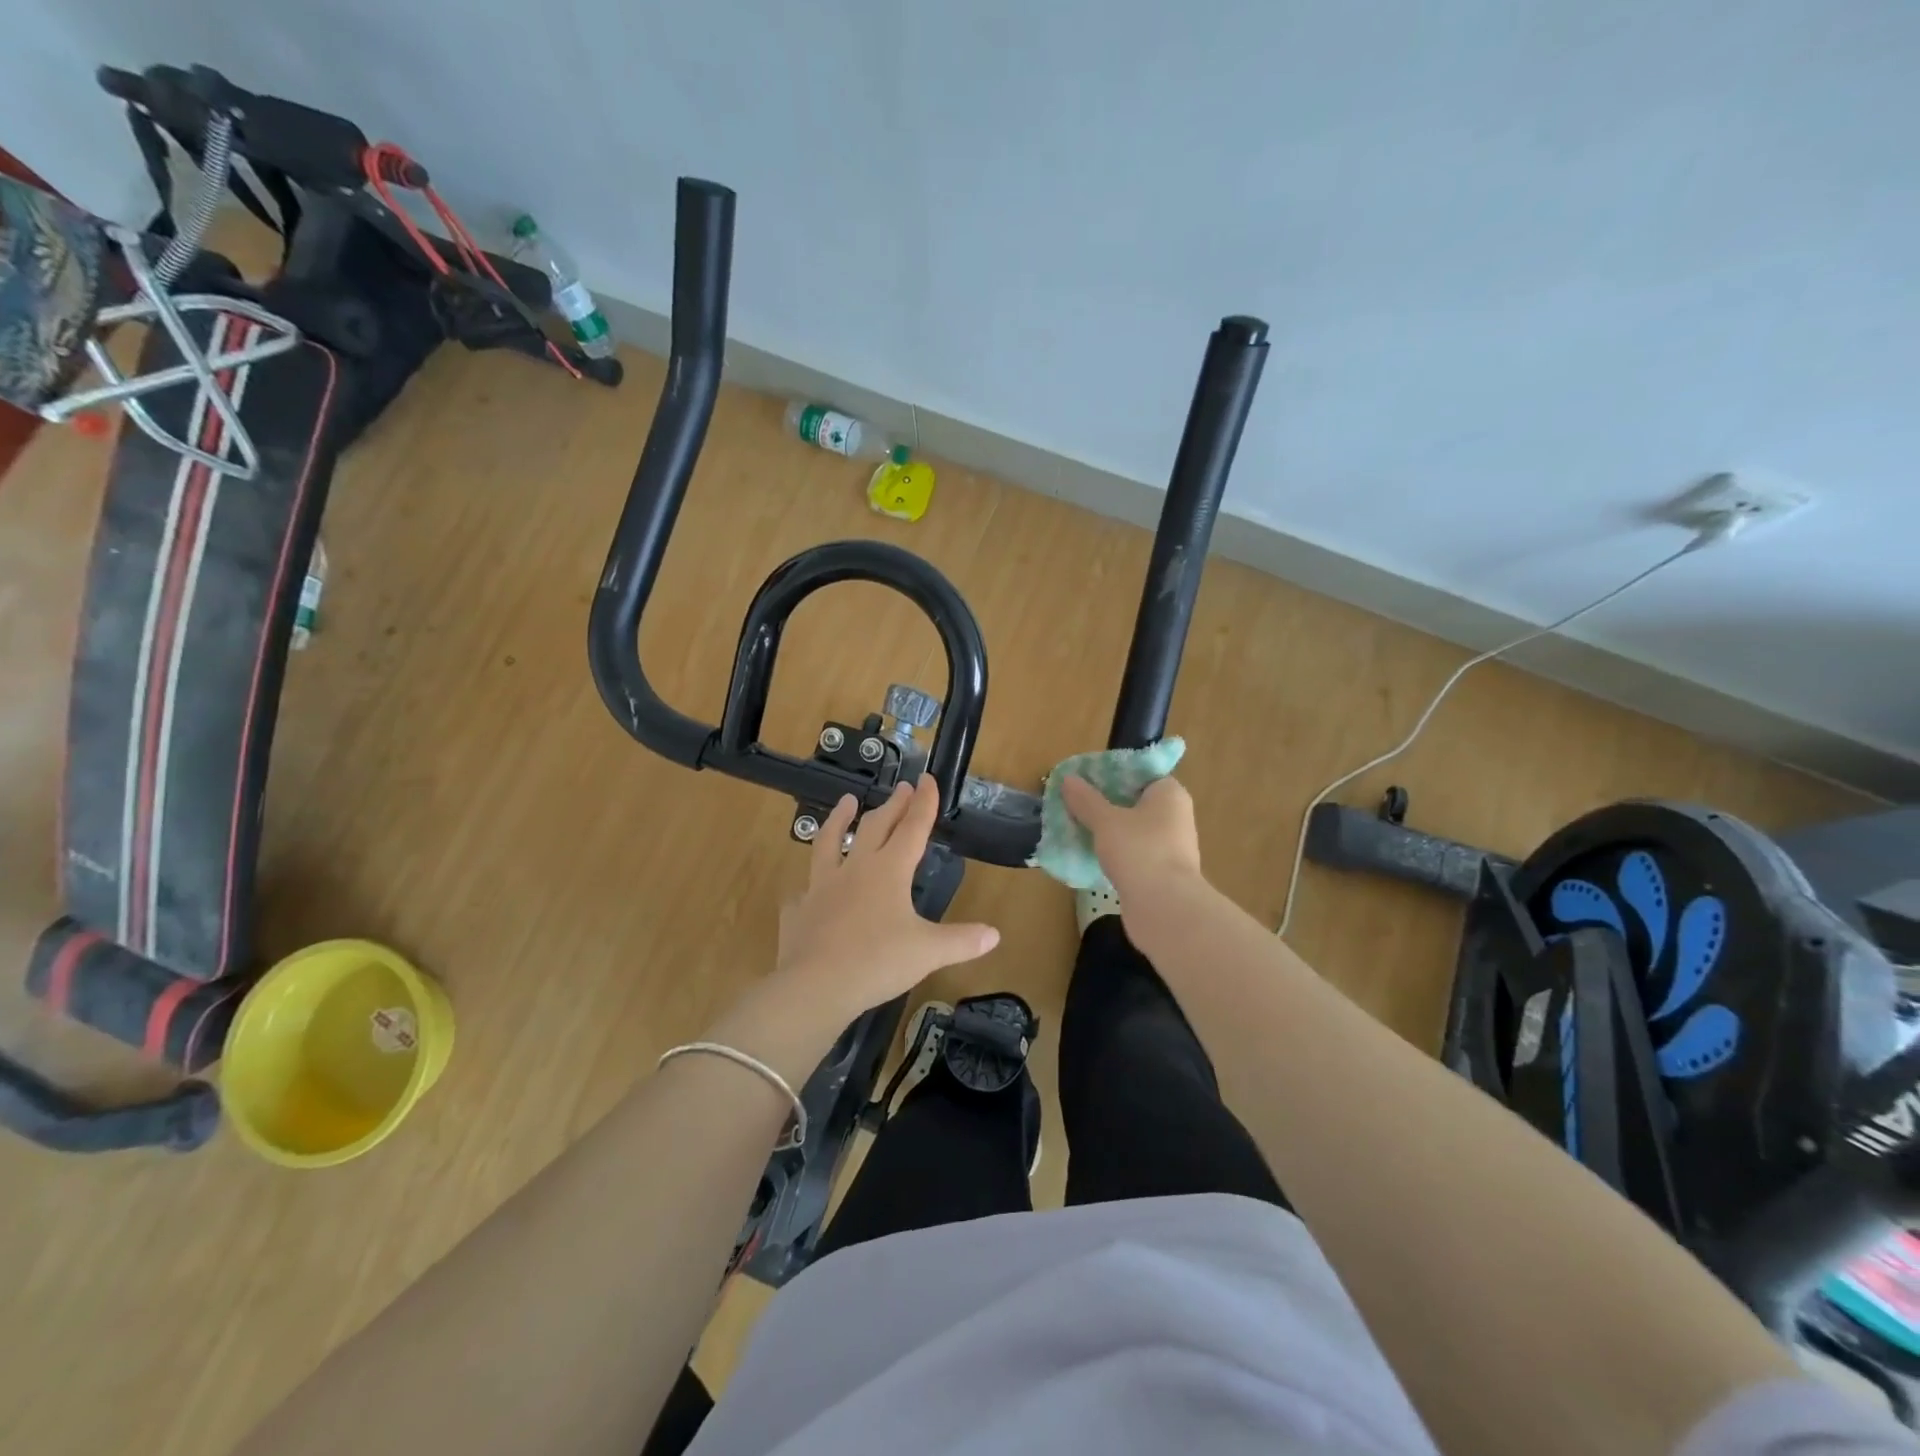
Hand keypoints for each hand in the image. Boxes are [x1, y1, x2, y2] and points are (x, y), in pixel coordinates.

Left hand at [710, 780, 999, 1079]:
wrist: (815, 986)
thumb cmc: (878, 962)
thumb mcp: (928, 952)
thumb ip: (961, 941)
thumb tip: (994, 935)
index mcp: (889, 871)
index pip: (912, 828)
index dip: (924, 803)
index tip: (928, 779)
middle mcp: (855, 869)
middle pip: (875, 827)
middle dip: (892, 806)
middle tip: (902, 788)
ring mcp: (822, 886)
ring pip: (829, 842)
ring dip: (839, 820)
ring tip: (846, 802)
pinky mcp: (799, 909)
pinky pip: (804, 891)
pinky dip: (809, 886)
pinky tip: (808, 889)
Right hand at [1059, 774, 1203, 906]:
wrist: (1164, 907)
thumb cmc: (1139, 851)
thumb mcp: (1106, 821)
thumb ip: (1086, 800)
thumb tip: (1068, 779)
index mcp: (1169, 794)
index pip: (1140, 774)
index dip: (1112, 774)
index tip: (1084, 779)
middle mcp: (1175, 816)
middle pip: (1134, 801)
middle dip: (1105, 803)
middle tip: (1074, 803)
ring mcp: (1170, 846)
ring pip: (1132, 829)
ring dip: (1108, 830)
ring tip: (1076, 827)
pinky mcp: (1161, 872)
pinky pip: (1133, 853)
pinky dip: (1114, 852)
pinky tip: (1090, 854)